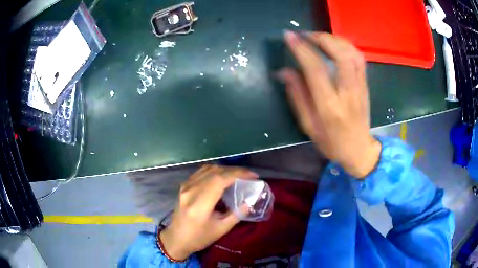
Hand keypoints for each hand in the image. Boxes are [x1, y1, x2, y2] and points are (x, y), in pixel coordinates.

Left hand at [159, 164, 257, 259]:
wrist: (176, 239)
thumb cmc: (199, 238)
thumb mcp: (221, 229)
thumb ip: (237, 214)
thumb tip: (251, 200)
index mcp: (199, 204)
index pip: (219, 180)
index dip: (238, 174)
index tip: (253, 176)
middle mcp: (190, 191)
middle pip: (215, 171)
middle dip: (234, 170)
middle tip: (248, 176)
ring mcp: (185, 186)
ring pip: (208, 169)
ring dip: (225, 169)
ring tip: (238, 176)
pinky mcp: (184, 185)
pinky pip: (201, 172)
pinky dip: (215, 171)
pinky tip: (222, 178)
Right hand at [277, 31, 380, 177]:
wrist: (359, 150)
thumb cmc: (332, 142)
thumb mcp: (308, 126)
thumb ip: (297, 96)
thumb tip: (283, 71)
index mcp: (330, 106)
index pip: (316, 70)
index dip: (302, 49)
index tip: (289, 36)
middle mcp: (348, 93)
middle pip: (340, 55)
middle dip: (322, 38)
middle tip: (305, 35)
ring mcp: (360, 87)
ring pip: (352, 53)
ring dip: (334, 39)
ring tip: (318, 37)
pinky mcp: (365, 84)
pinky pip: (358, 57)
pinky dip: (346, 45)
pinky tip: (335, 45)